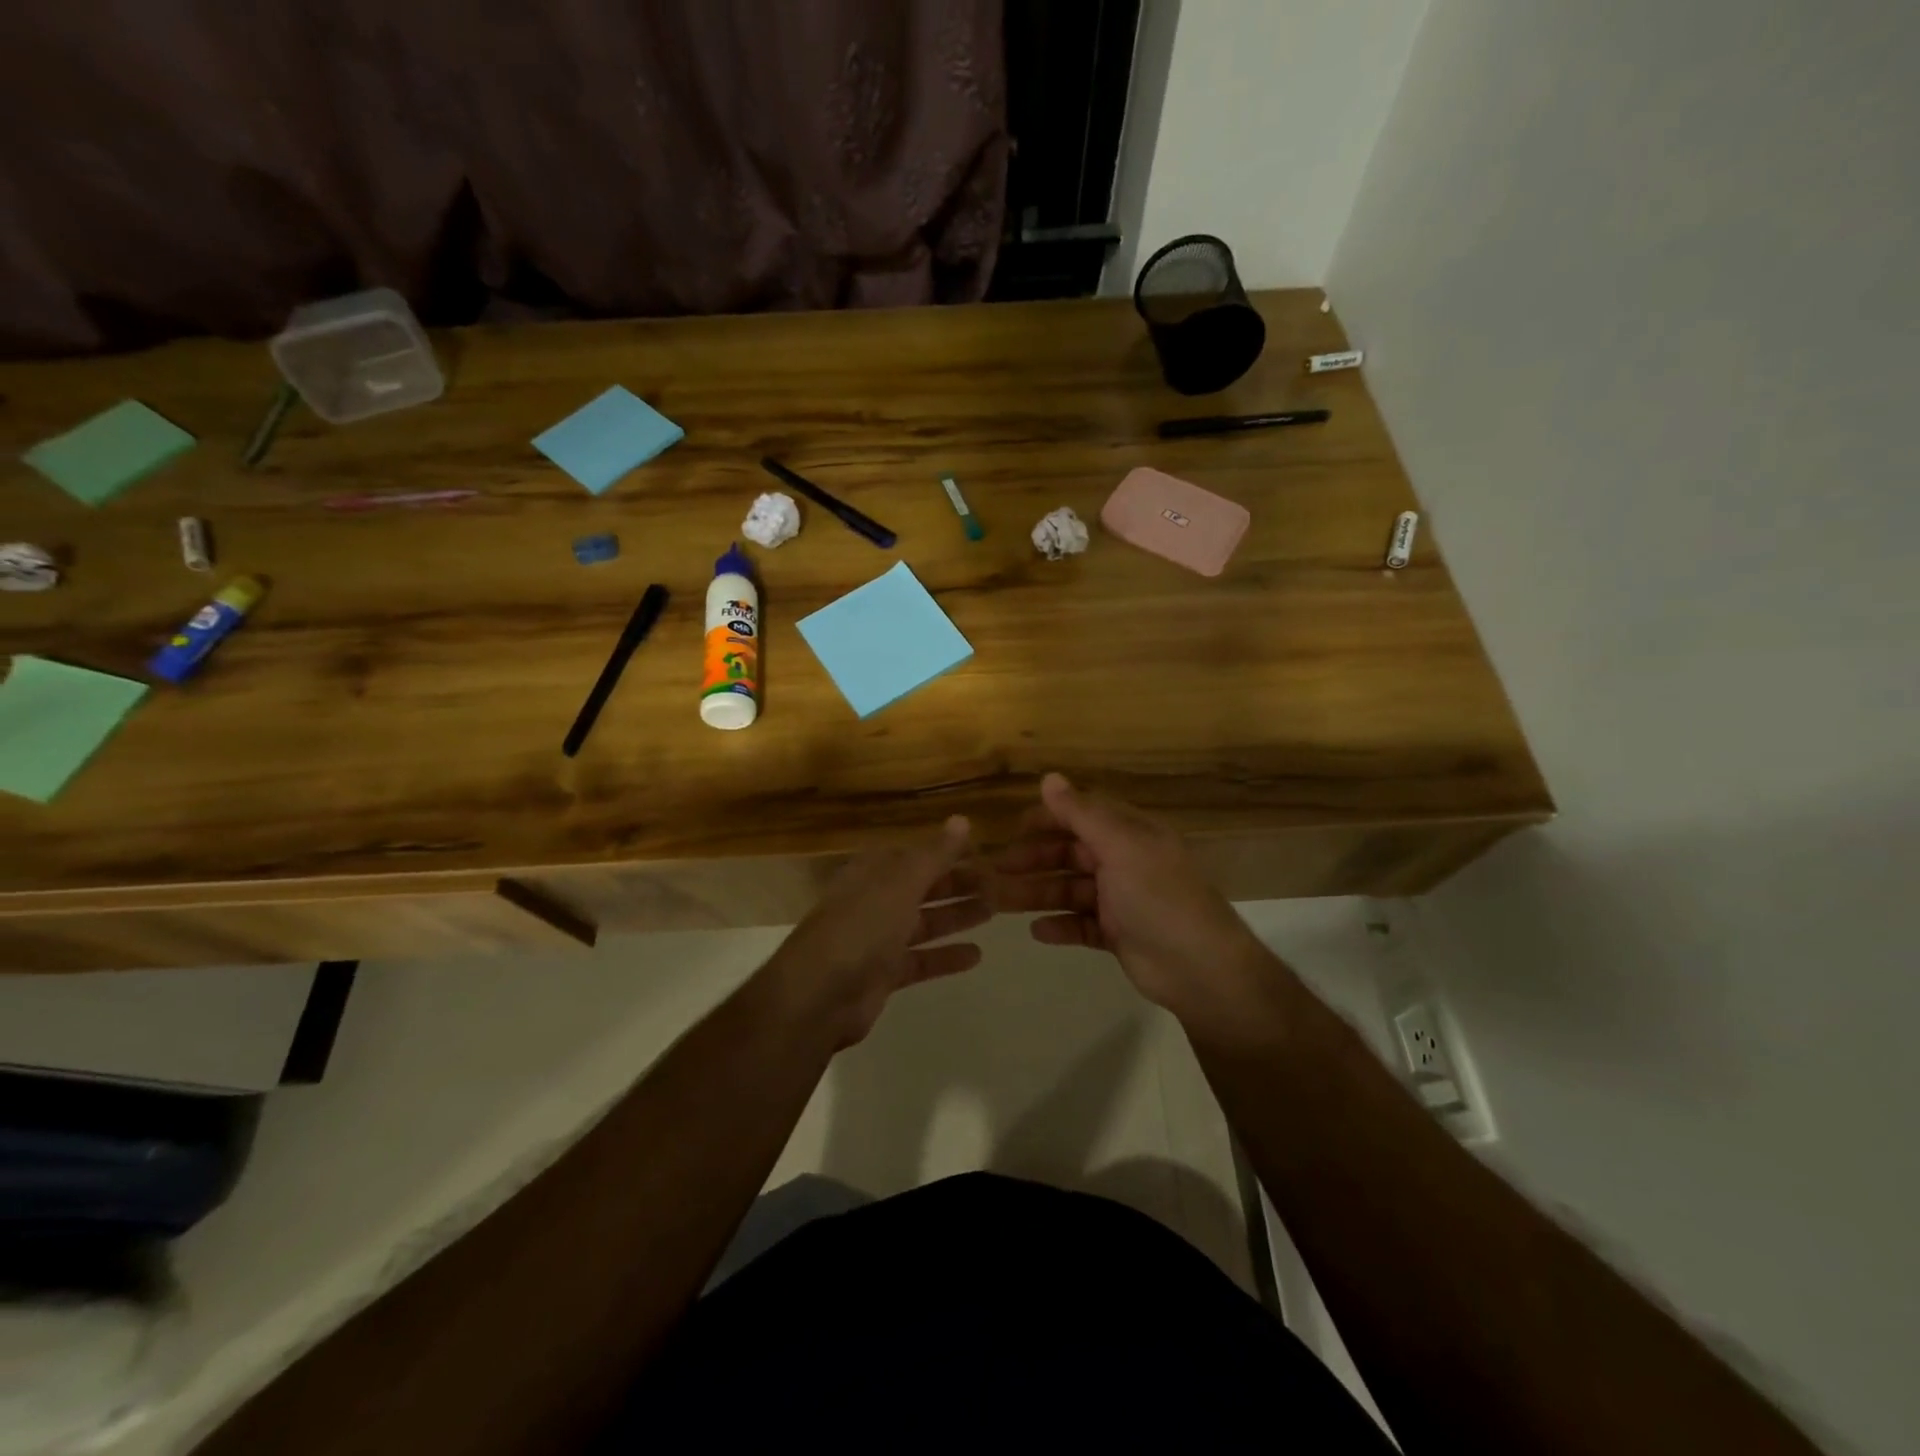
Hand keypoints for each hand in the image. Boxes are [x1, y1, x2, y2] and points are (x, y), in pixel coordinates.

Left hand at [760, 816, 989, 1048]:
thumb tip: (962, 819)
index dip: (947, 852)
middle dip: (958, 884)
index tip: (983, 852)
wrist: (820, 994)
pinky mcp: (884, 974)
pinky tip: (976, 955)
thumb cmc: (861, 926)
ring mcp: (878, 939)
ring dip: (956, 916)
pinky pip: (921, 960)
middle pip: (922, 887)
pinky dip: (946, 956)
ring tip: (994, 911)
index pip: (914, 854)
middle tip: (999, 884)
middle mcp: (874, 901)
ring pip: (924, 922)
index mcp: (872, 872)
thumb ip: (934, 854)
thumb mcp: (901, 882)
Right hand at [994, 774, 1293, 1043]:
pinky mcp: (1118, 934)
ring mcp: (1121, 900)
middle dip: (1034, 860)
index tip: (1013, 828)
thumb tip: (1049, 777)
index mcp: (1130, 835)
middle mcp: (1125, 863)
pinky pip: (1080, 925)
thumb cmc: (1159, 897)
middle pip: (1071, 854)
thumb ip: (1082, 814)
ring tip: (1000, 902)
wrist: (1200, 968)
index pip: (1083, 815)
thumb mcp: (1120, 847)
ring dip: (1037, 893)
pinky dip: (1059, 926)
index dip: (1048, 818)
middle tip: (997, 870)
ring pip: (1070, 890)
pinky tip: (1036, 931)